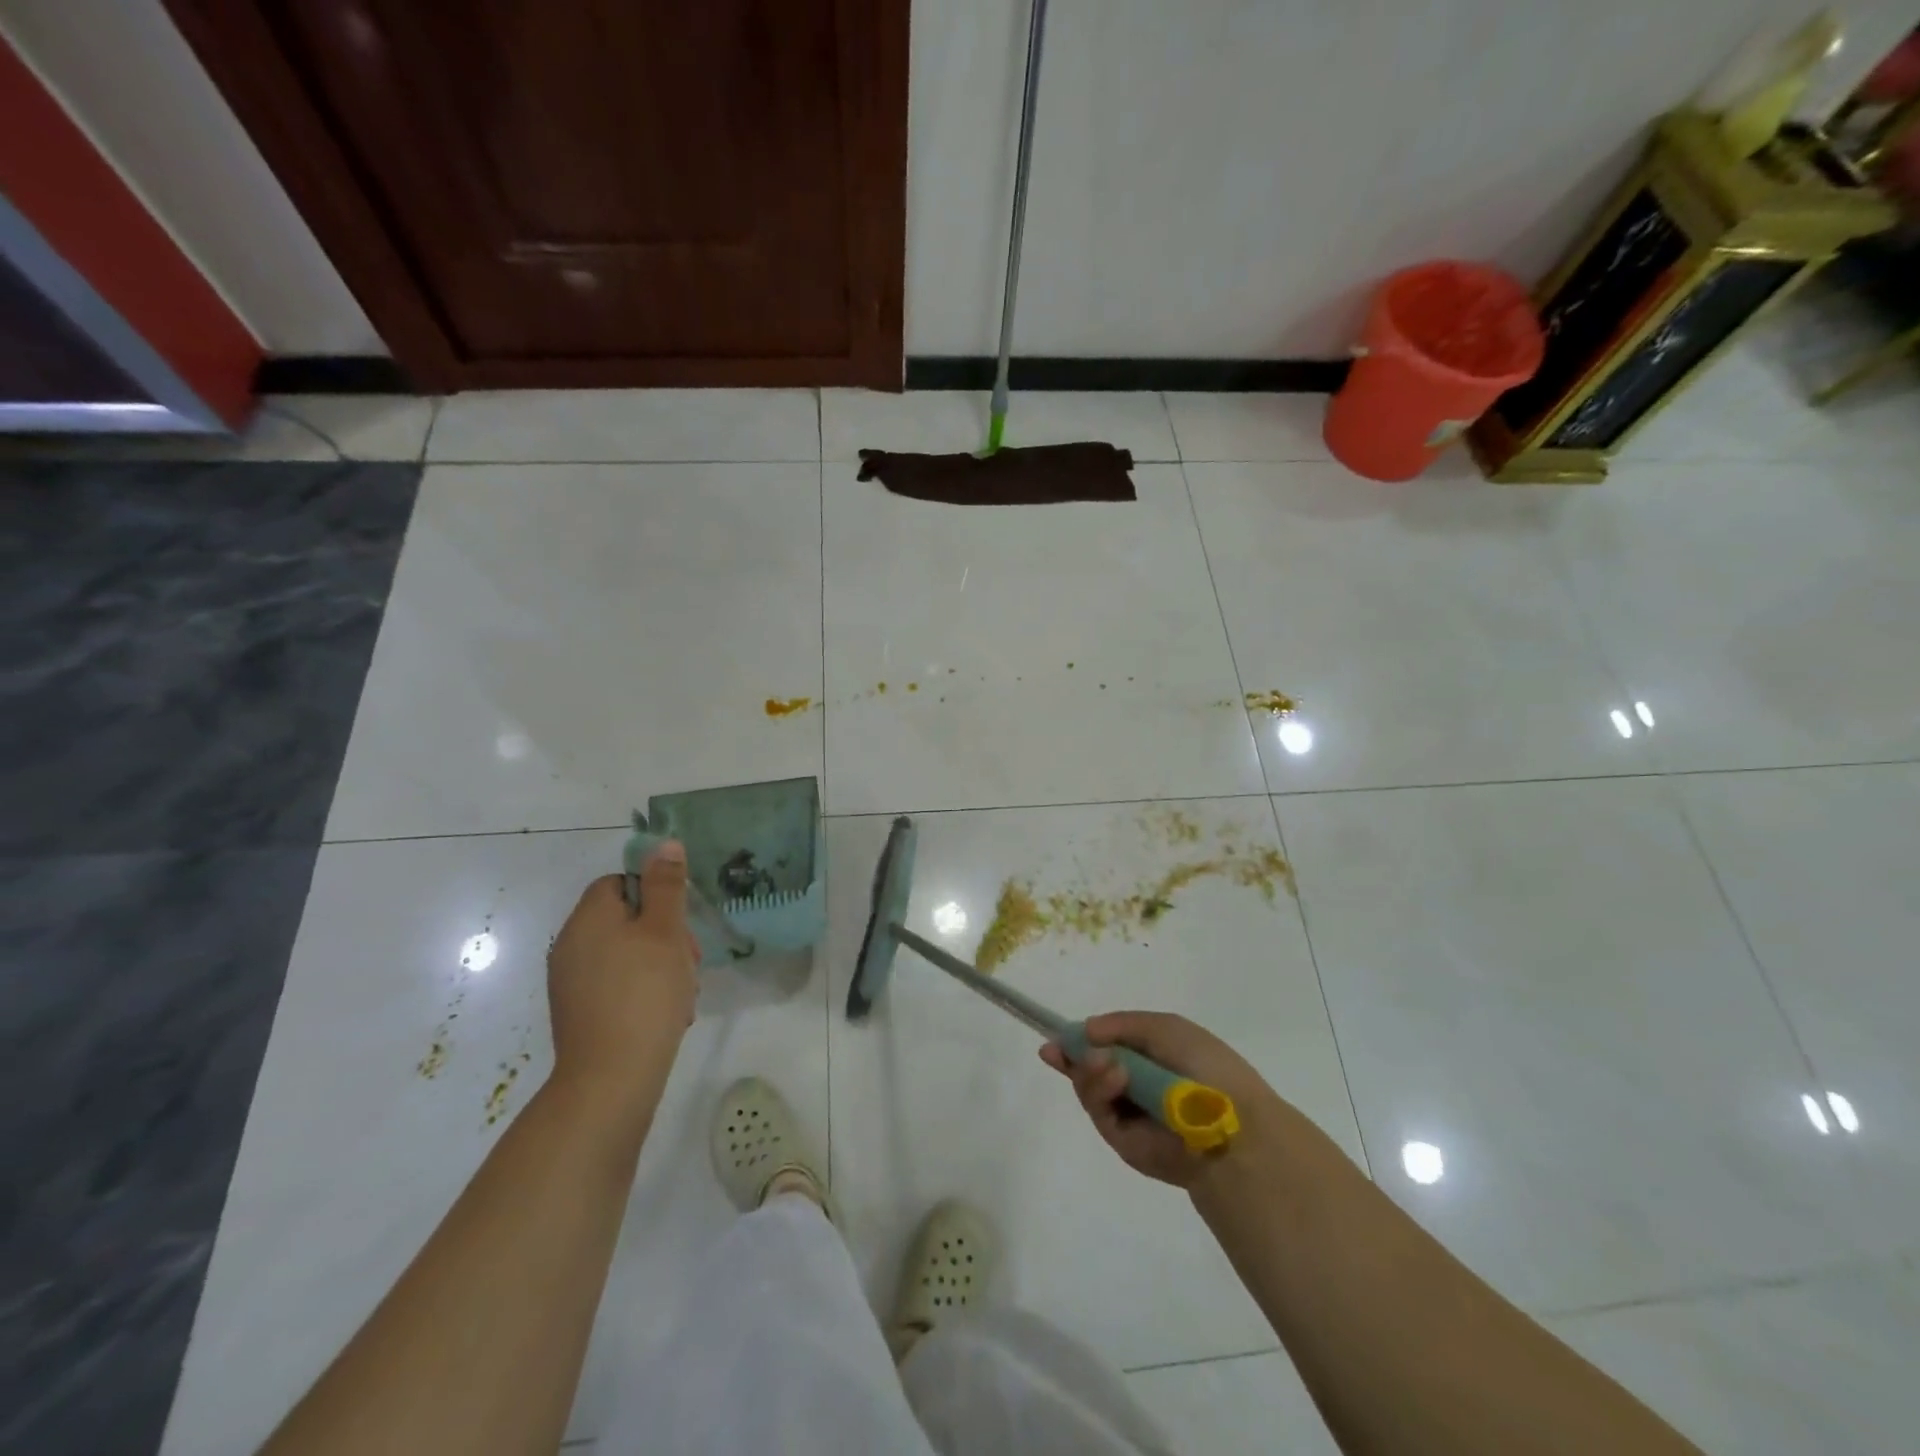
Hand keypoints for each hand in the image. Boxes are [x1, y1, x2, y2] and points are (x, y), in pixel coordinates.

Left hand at [546, 849, 698, 1116]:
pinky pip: (617, 985)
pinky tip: (667, 1014)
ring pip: (627, 954)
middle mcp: (571, 945)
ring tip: (683, 994)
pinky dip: (643, 991)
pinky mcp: (579, 1013)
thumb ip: (666, 885)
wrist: (611, 1079)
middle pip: (626, 919)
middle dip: (665, 935)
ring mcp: (571, 982)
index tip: (681, 922)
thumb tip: (663, 843)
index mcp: (588, 918)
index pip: (620, 883)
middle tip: (690, 961)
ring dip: (660, 965)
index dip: (656, 895)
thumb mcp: (665, 931)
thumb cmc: (644, 994)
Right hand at [1040, 1011, 1279, 1188]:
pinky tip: (1115, 1077)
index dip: (1081, 1040)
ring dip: (1089, 1071)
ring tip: (1105, 1064)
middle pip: (1091, 1069)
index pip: (1108, 1047)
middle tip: (1058, 1050)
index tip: (1056, 1038)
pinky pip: (1099, 1112)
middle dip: (1074, 1056)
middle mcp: (1138, 1085)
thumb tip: (1084, 1031)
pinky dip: (1100, 1091)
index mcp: (1153, 1057)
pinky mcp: (1124, 1142)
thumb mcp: (1164, 1028)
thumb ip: (1120, 1025)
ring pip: (1090, 1089)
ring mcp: (1130, 1115)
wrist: (1231, 1125)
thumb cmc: (1205, 1067)